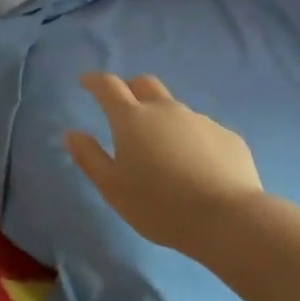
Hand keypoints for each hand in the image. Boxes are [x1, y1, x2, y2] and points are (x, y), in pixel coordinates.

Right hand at [64, 73, 263, 252]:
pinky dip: (191, 142)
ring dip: (163, 120)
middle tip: (123, 108)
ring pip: (175, 110)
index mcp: (132, 119)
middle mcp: (166, 110)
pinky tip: (195, 169)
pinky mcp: (228, 137)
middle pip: (145, 84)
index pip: (108, 86)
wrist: (228, 219)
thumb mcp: (111, 187)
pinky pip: (202, 132)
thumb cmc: (159, 205)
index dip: (94, 81)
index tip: (85, 82)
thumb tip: (72, 133)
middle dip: (130, 88)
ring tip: (163, 153)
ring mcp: (201, 121)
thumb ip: (88, 157)